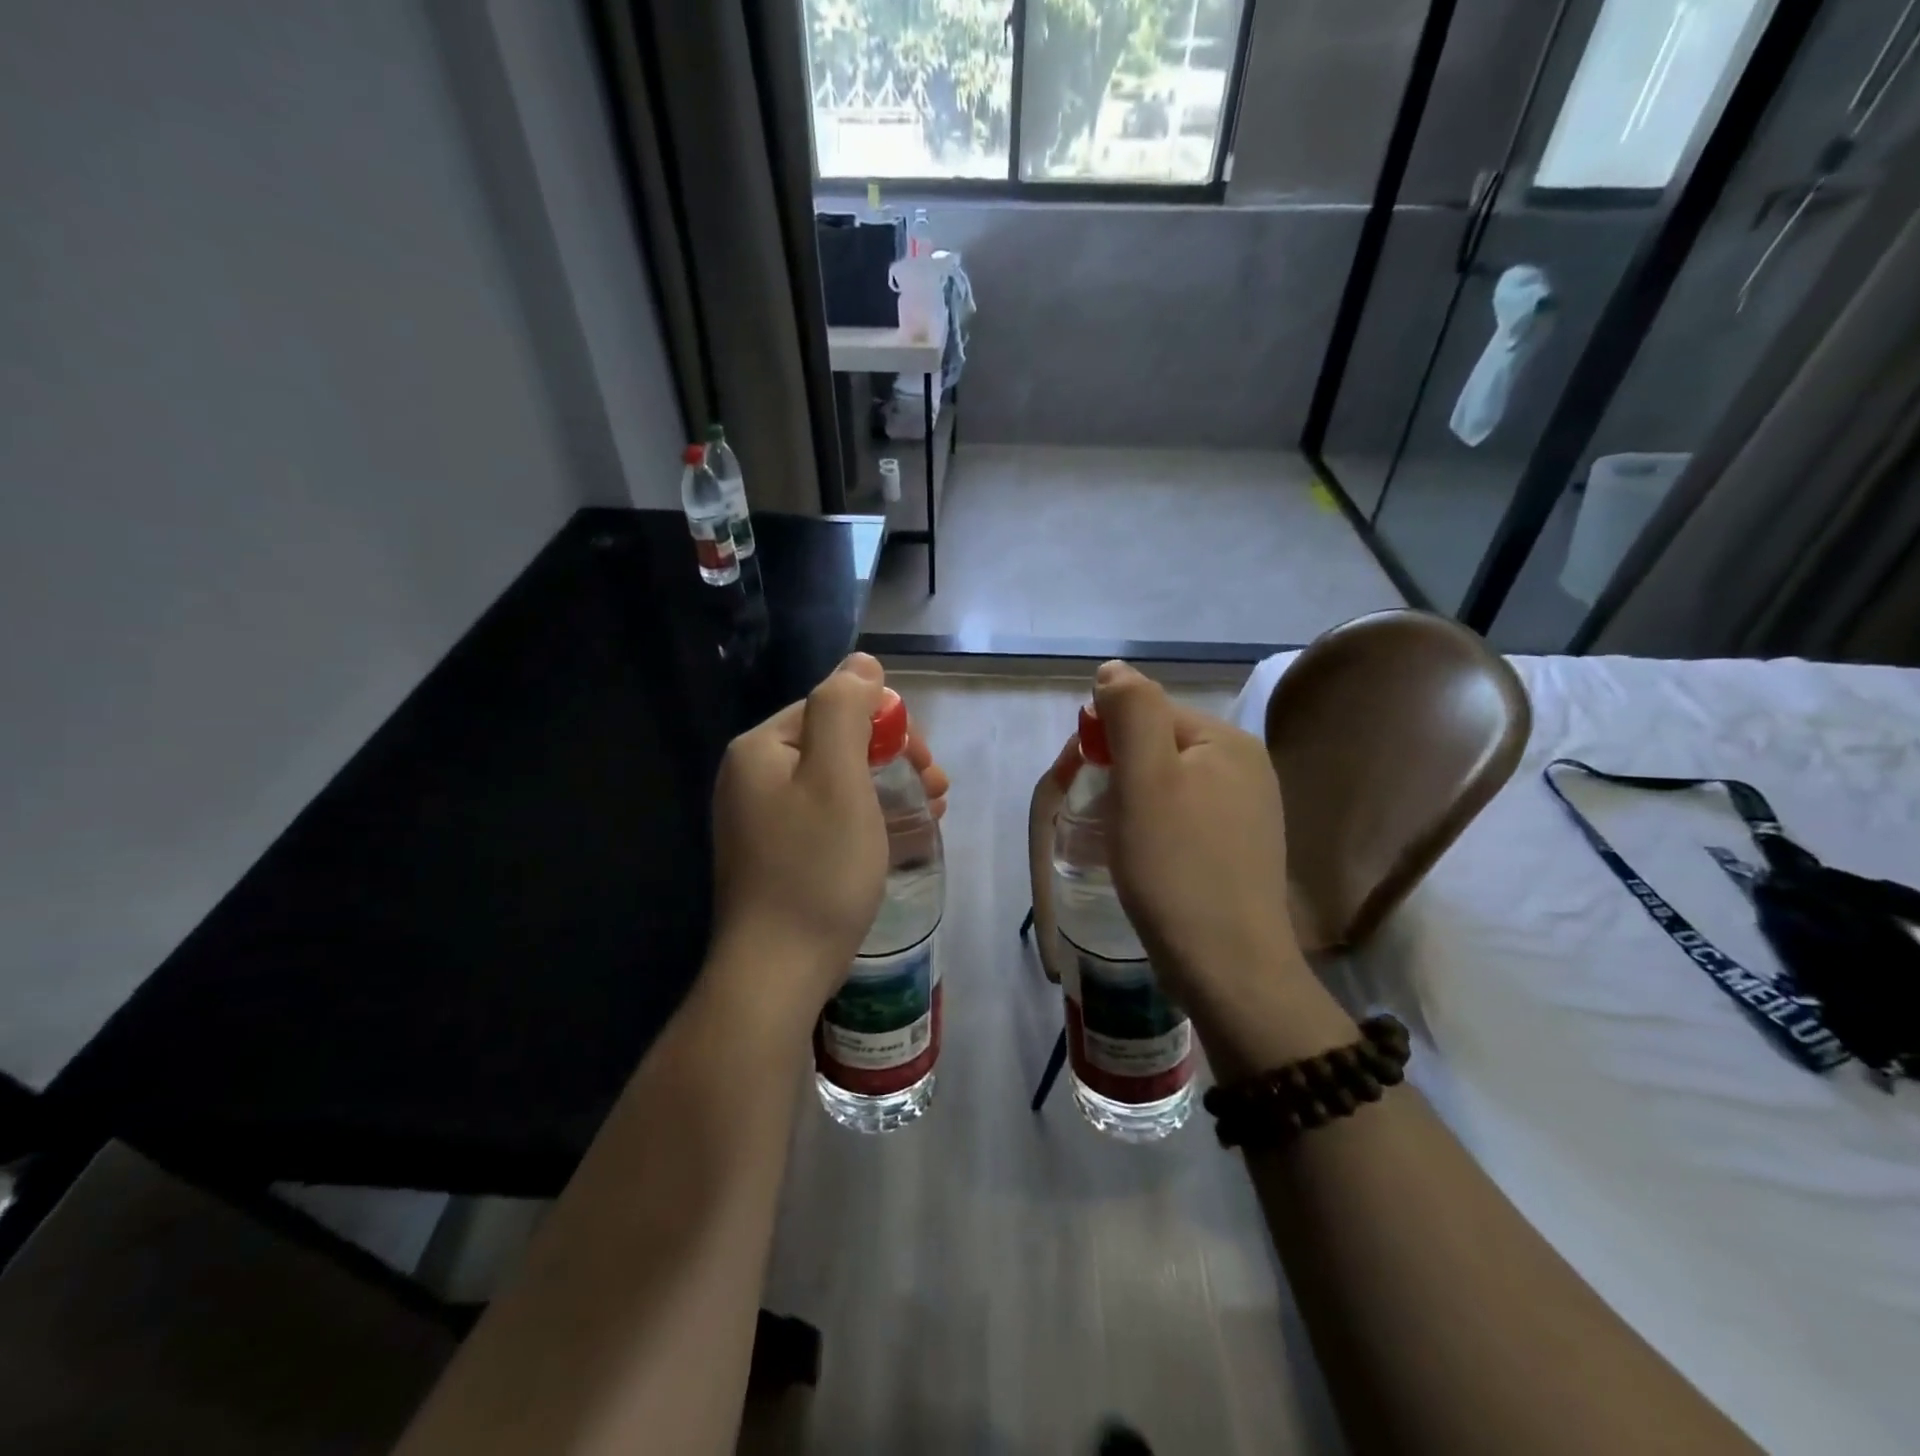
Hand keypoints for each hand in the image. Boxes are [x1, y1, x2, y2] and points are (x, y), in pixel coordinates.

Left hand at [709, 654, 948, 1024]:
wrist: (776, 971)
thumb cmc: (816, 868)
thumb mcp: (836, 777)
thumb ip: (844, 708)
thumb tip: (861, 662)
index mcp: (761, 749)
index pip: (834, 708)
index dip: (888, 726)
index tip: (926, 764)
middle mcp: (752, 776)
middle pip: (836, 743)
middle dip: (893, 758)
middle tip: (938, 789)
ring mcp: (760, 819)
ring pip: (837, 782)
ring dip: (888, 787)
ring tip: (934, 811)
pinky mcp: (775, 854)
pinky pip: (828, 816)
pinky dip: (866, 816)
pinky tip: (899, 835)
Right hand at [1087, 661, 1313, 1041]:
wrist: (1228, 967)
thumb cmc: (1176, 866)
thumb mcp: (1145, 778)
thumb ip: (1131, 711)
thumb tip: (1114, 670)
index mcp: (1228, 742)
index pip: (1149, 714)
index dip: (1106, 740)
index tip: (1078, 781)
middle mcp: (1247, 768)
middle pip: (1159, 748)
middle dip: (1117, 772)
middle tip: (1093, 817)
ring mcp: (1249, 812)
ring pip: (1168, 786)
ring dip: (1131, 803)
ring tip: (1114, 842)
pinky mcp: (1240, 851)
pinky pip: (1184, 819)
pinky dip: (1154, 829)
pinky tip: (1144, 860)